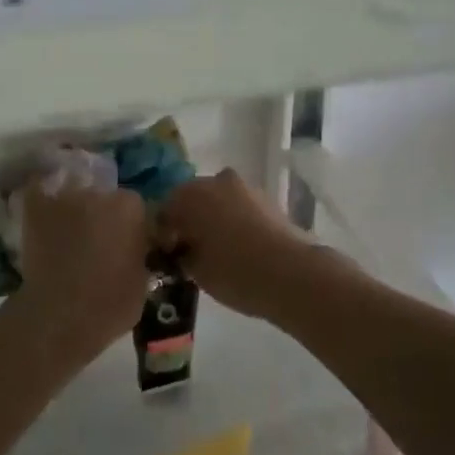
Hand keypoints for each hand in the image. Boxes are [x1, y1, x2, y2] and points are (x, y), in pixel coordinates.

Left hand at [7, 183, 148, 365]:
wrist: (61, 317)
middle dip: (102, 216)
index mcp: (131, 207)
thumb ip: (138, 251)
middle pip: (104, 197)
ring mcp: (65, 198)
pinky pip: (39, 195)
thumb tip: (131, 248)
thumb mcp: (142, 279)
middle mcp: (99, 193)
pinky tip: (43, 220)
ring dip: (74, 211)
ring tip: (68, 237)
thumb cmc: (111, 305)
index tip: (126, 245)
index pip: (134, 207)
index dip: (130, 227)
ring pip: (73, 197)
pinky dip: (42, 204)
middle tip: (97, 243)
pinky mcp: (35, 208)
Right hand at [158, 170, 312, 321]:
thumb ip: (180, 255)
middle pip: (192, 199)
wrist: (292, 273)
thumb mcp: (195, 270)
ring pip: (217, 201)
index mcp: (190, 194)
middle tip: (188, 251)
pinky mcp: (266, 199)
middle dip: (188, 221)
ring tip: (215, 250)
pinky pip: (239, 207)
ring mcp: (244, 187)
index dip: (162, 233)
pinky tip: (237, 246)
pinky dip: (233, 221)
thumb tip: (179, 250)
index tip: (166, 256)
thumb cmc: (234, 270)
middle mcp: (215, 181)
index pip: (164, 209)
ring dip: (212, 219)